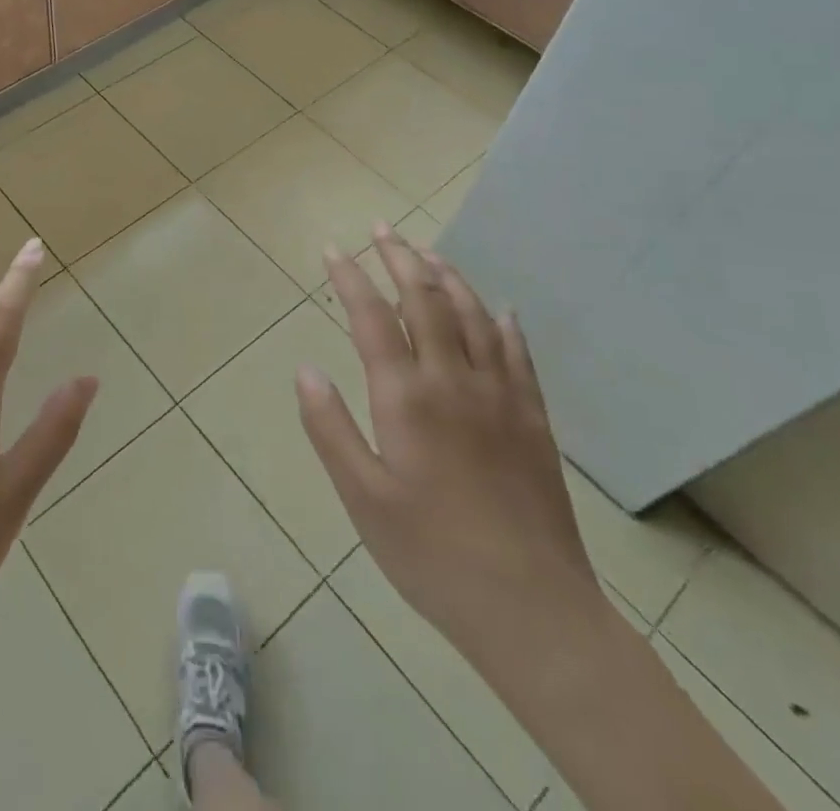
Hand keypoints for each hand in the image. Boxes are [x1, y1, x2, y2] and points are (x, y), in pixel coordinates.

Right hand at [296, 226, 602, 666]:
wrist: (533, 610)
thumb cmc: (431, 554)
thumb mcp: (362, 498)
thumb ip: (329, 428)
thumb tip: (305, 369)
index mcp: (406, 398)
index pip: (371, 317)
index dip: (350, 277)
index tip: (334, 249)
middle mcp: (453, 381)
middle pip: (425, 300)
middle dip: (400, 258)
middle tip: (383, 229)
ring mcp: (500, 397)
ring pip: (473, 316)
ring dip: (448, 278)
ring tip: (428, 253)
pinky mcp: (534, 420)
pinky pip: (518, 354)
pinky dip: (503, 323)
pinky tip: (500, 310)